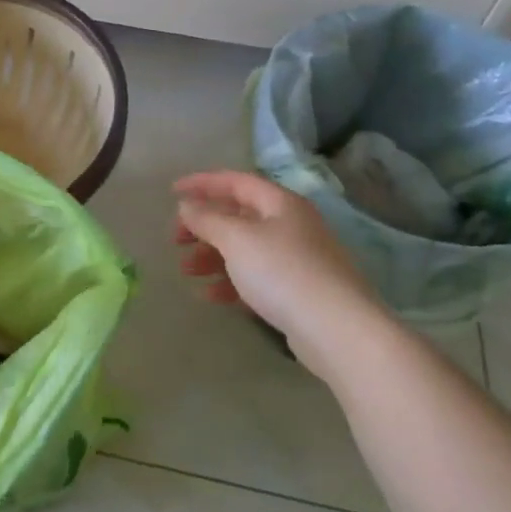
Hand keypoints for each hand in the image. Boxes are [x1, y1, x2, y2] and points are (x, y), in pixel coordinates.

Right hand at [173, 170, 386, 376]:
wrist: (338, 330)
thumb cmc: (283, 272)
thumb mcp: (236, 239)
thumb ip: (207, 219)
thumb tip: (186, 206)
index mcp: (280, 203)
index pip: (235, 181)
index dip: (202, 183)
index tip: (172, 192)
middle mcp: (291, 225)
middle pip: (239, 216)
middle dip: (204, 226)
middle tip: (176, 241)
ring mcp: (297, 259)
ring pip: (245, 248)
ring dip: (213, 256)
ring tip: (187, 271)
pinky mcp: (298, 291)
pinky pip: (256, 277)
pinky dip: (230, 282)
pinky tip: (210, 296)